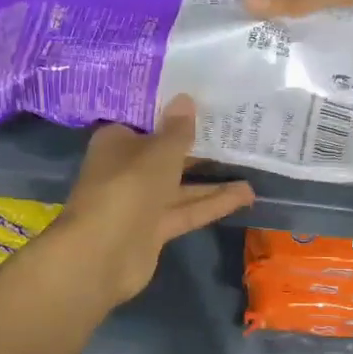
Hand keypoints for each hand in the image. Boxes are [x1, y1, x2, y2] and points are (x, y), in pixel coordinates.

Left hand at [48, 96, 254, 305]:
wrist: (101, 255)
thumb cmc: (127, 188)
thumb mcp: (159, 153)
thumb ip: (178, 130)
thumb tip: (186, 98)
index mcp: (117, 141)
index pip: (147, 121)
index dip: (174, 112)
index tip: (206, 102)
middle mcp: (126, 168)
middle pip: (166, 153)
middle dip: (198, 146)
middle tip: (237, 132)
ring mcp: (140, 201)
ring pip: (180, 185)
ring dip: (212, 179)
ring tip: (251, 166)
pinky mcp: (154, 228)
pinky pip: (187, 210)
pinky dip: (212, 203)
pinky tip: (246, 196)